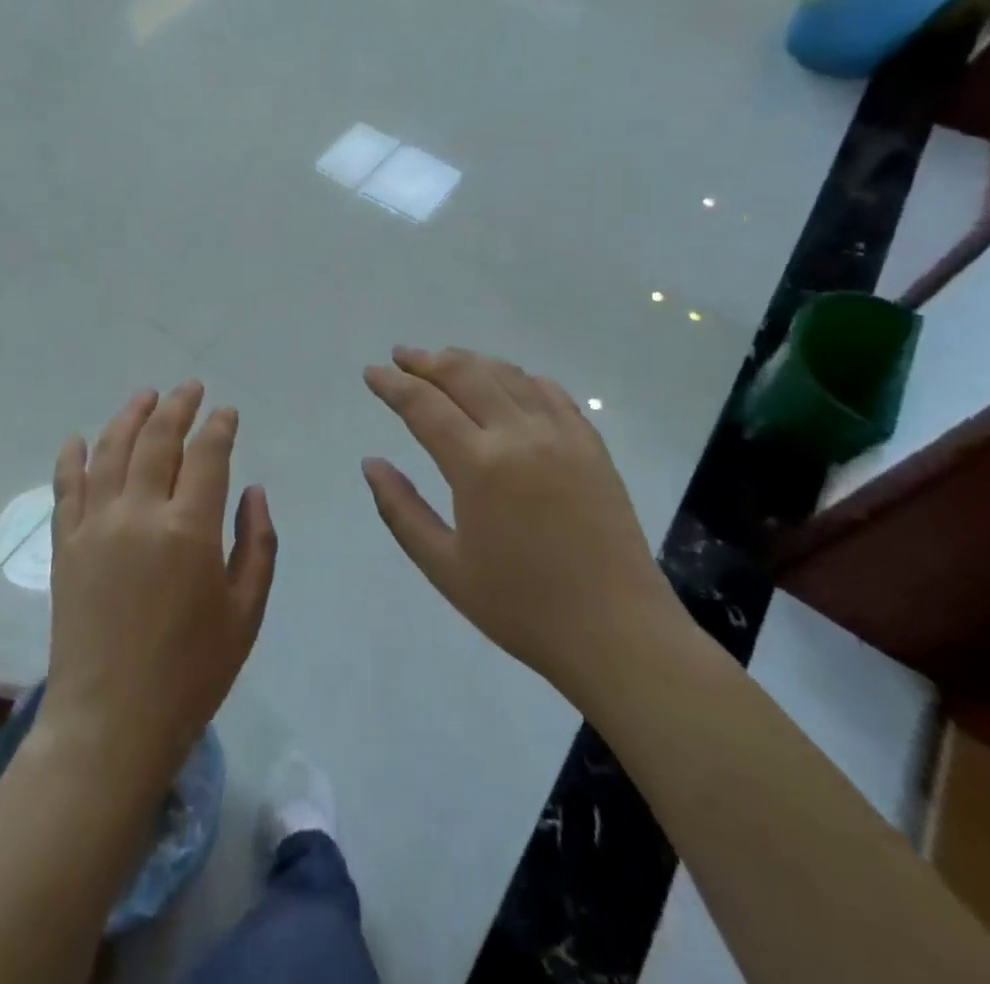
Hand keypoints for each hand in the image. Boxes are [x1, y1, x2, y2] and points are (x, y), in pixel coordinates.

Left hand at [39, 383, 276, 790]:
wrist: (111, 722)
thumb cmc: (191, 673)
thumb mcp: (245, 614)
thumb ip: (257, 544)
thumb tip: (254, 490)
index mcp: (190, 530)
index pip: (207, 455)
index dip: (219, 426)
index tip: (227, 412)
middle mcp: (140, 513)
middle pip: (158, 439)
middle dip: (178, 406)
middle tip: (190, 388)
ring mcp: (96, 525)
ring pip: (111, 450)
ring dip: (130, 416)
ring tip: (146, 396)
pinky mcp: (65, 544)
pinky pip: (66, 486)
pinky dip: (73, 456)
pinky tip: (79, 438)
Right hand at [362, 347, 682, 706]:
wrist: (618, 633)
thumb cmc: (521, 607)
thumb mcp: (444, 567)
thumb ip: (401, 510)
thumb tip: (371, 463)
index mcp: (479, 466)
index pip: (423, 405)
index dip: (393, 385)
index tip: (371, 372)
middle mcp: (519, 435)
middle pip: (464, 376)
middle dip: (426, 361)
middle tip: (401, 356)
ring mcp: (561, 435)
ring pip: (507, 375)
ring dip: (469, 361)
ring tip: (443, 359)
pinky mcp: (591, 445)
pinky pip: (550, 392)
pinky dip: (519, 377)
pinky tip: (506, 381)